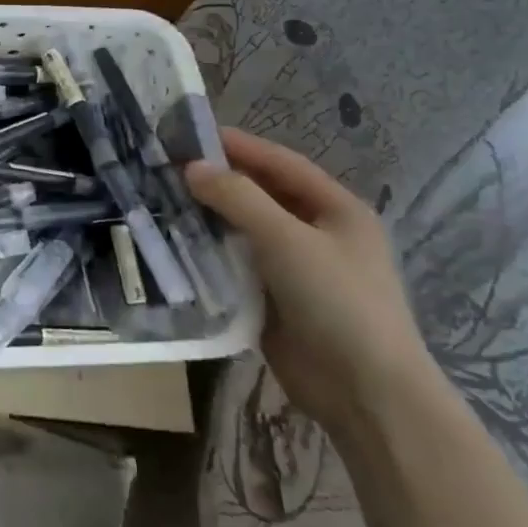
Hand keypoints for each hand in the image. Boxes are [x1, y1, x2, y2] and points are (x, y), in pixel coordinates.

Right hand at [184, 128, 432, 427]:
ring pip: (243, 230)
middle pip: (260, 194)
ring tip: (162, 200)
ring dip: (208, 216)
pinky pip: (235, 264)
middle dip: (217, 180)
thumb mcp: (288, 241)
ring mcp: (295, 267)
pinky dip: (209, 252)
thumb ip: (239, 199)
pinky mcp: (274, 298)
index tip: (189, 133)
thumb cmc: (338, 302)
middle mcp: (317, 233)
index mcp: (336, 210)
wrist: (365, 392)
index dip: (238, 145)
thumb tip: (191, 167)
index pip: (281, 163)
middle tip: (166, 167)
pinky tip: (176, 243)